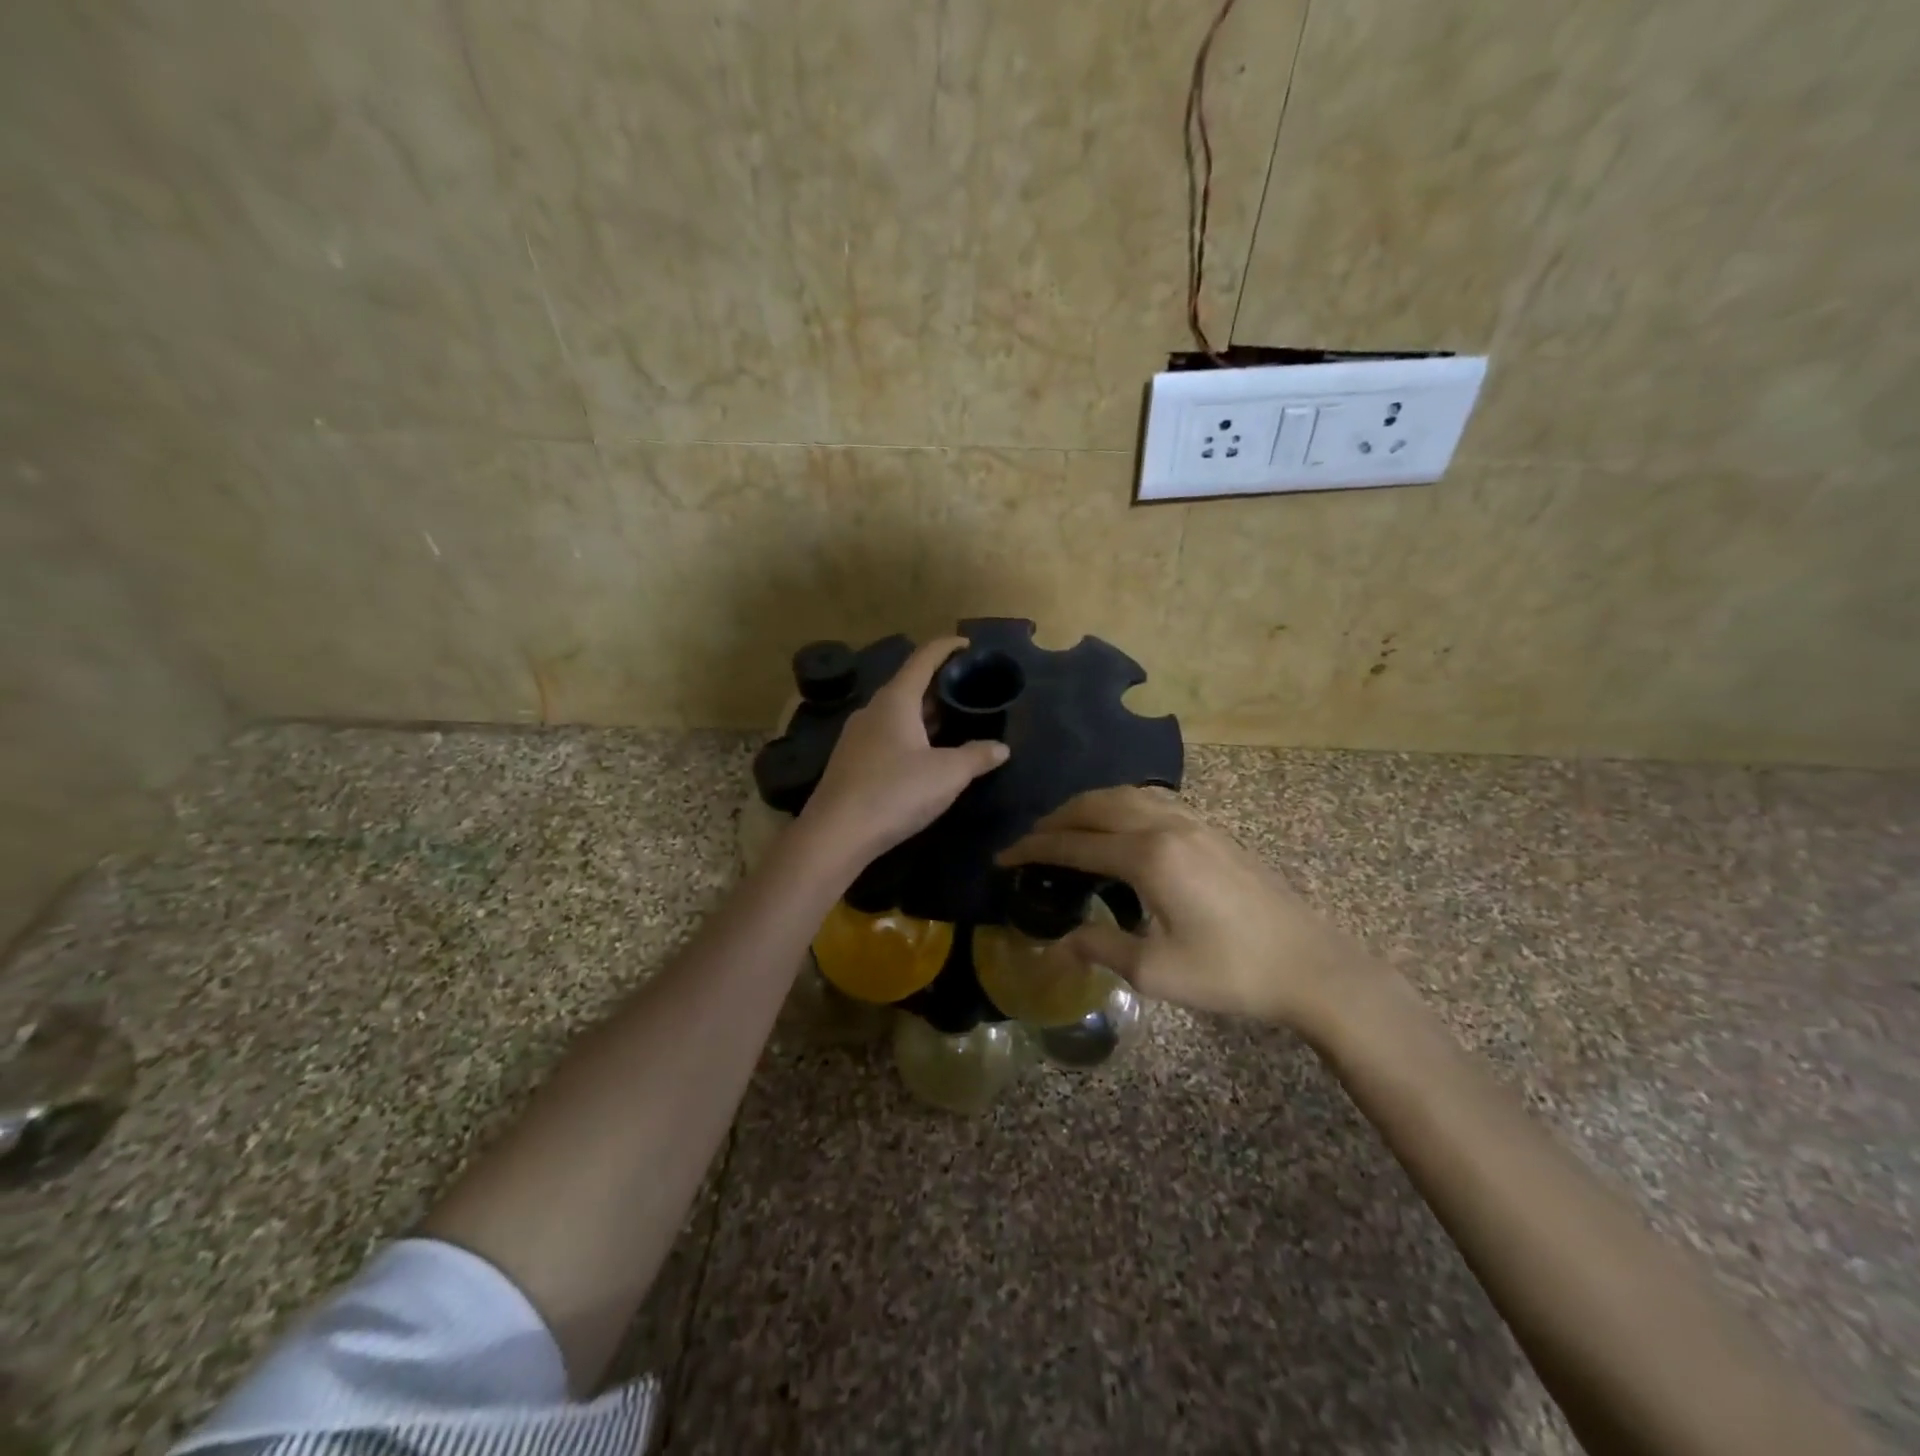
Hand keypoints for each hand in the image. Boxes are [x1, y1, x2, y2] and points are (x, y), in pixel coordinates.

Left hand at [798, 637, 1009, 866]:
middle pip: (909, 685)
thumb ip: (977, 757)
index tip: (967, 644)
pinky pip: (887, 734)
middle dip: (939, 684)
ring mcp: (857, 736)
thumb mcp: (947, 774)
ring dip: (924, 712)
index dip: (946, 647)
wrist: (836, 834)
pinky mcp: (851, 761)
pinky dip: (910, 733)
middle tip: (968, 689)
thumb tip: (1001, 748)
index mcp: (896, 701)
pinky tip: (924, 752)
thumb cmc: (895, 792)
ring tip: (953, 719)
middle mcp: (873, 710)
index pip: (923, 659)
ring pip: (897, 713)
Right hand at [999, 787, 1381, 1031]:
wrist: (1311, 965)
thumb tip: (1059, 942)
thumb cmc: (1231, 973)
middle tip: (1029, 841)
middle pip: (1096, 806)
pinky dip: (1120, 805)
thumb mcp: (1156, 971)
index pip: (1075, 844)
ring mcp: (1194, 822)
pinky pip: (1152, 800)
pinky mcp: (1212, 829)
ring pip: (1125, 795)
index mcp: (1148, 857)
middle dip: (1056, 819)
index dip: (1034, 849)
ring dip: (1088, 806)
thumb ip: (1100, 947)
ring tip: (1066, 828)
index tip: (1004, 857)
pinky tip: (1119, 826)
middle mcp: (1166, 825)